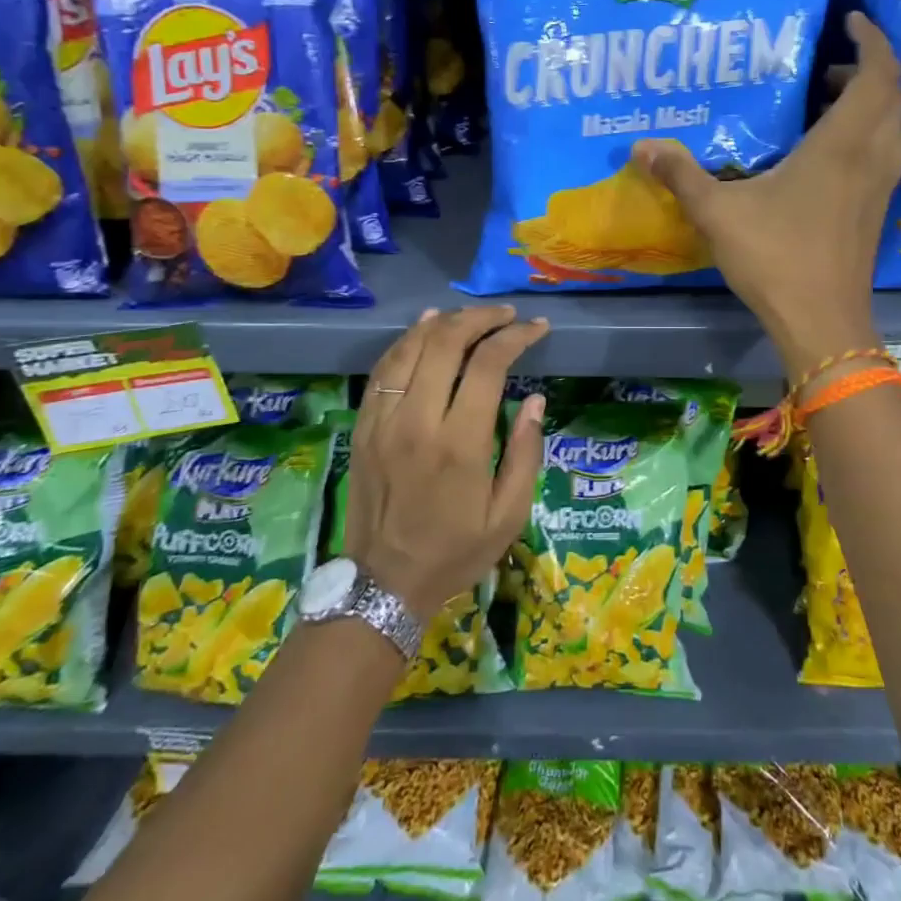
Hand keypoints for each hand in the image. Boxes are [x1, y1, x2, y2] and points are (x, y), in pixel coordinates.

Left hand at [346, 306, 548, 620]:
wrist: (383, 585)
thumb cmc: (455, 551)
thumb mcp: (508, 514)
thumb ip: (525, 453)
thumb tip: (536, 399)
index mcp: (459, 443)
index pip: (488, 364)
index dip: (516, 336)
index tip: (536, 328)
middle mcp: (417, 421)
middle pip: (446, 342)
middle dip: (481, 318)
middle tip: (506, 315)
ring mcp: (383, 421)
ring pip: (410, 347)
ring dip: (443, 322)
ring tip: (471, 315)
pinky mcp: (363, 427)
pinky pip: (383, 369)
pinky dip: (407, 341)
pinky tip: (425, 327)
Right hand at [632, 12, 900, 376]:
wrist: (822, 321)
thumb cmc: (775, 258)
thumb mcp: (718, 212)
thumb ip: (682, 174)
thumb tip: (640, 146)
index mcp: (841, 144)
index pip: (876, 74)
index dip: (870, 39)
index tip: (850, 19)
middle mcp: (871, 157)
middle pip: (892, 95)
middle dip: (867, 68)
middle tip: (825, 67)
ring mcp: (880, 186)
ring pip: (896, 126)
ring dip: (874, 103)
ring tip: (829, 104)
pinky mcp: (878, 210)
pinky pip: (888, 153)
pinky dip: (873, 134)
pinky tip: (833, 153)